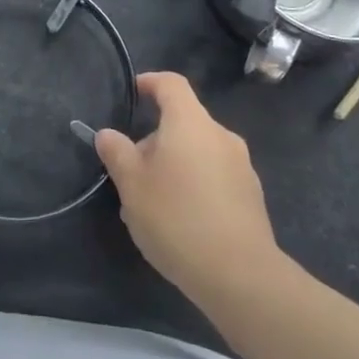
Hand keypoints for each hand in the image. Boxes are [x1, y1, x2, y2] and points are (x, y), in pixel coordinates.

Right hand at [95, 72, 278, 303]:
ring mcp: (241, 165)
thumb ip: (117, 153)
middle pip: (184, 122)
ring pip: (198, 152)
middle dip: (155, 140)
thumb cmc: (177, 218)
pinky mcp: (251, 196)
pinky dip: (194, 185)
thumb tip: (107, 134)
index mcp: (190, 122)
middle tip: (132, 172)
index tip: (134, 92)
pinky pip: (215, 176)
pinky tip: (180, 222)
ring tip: (152, 204)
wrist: (240, 275)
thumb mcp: (132, 185)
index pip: (171, 84)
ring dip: (174, 166)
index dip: (150, 82)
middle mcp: (220, 135)